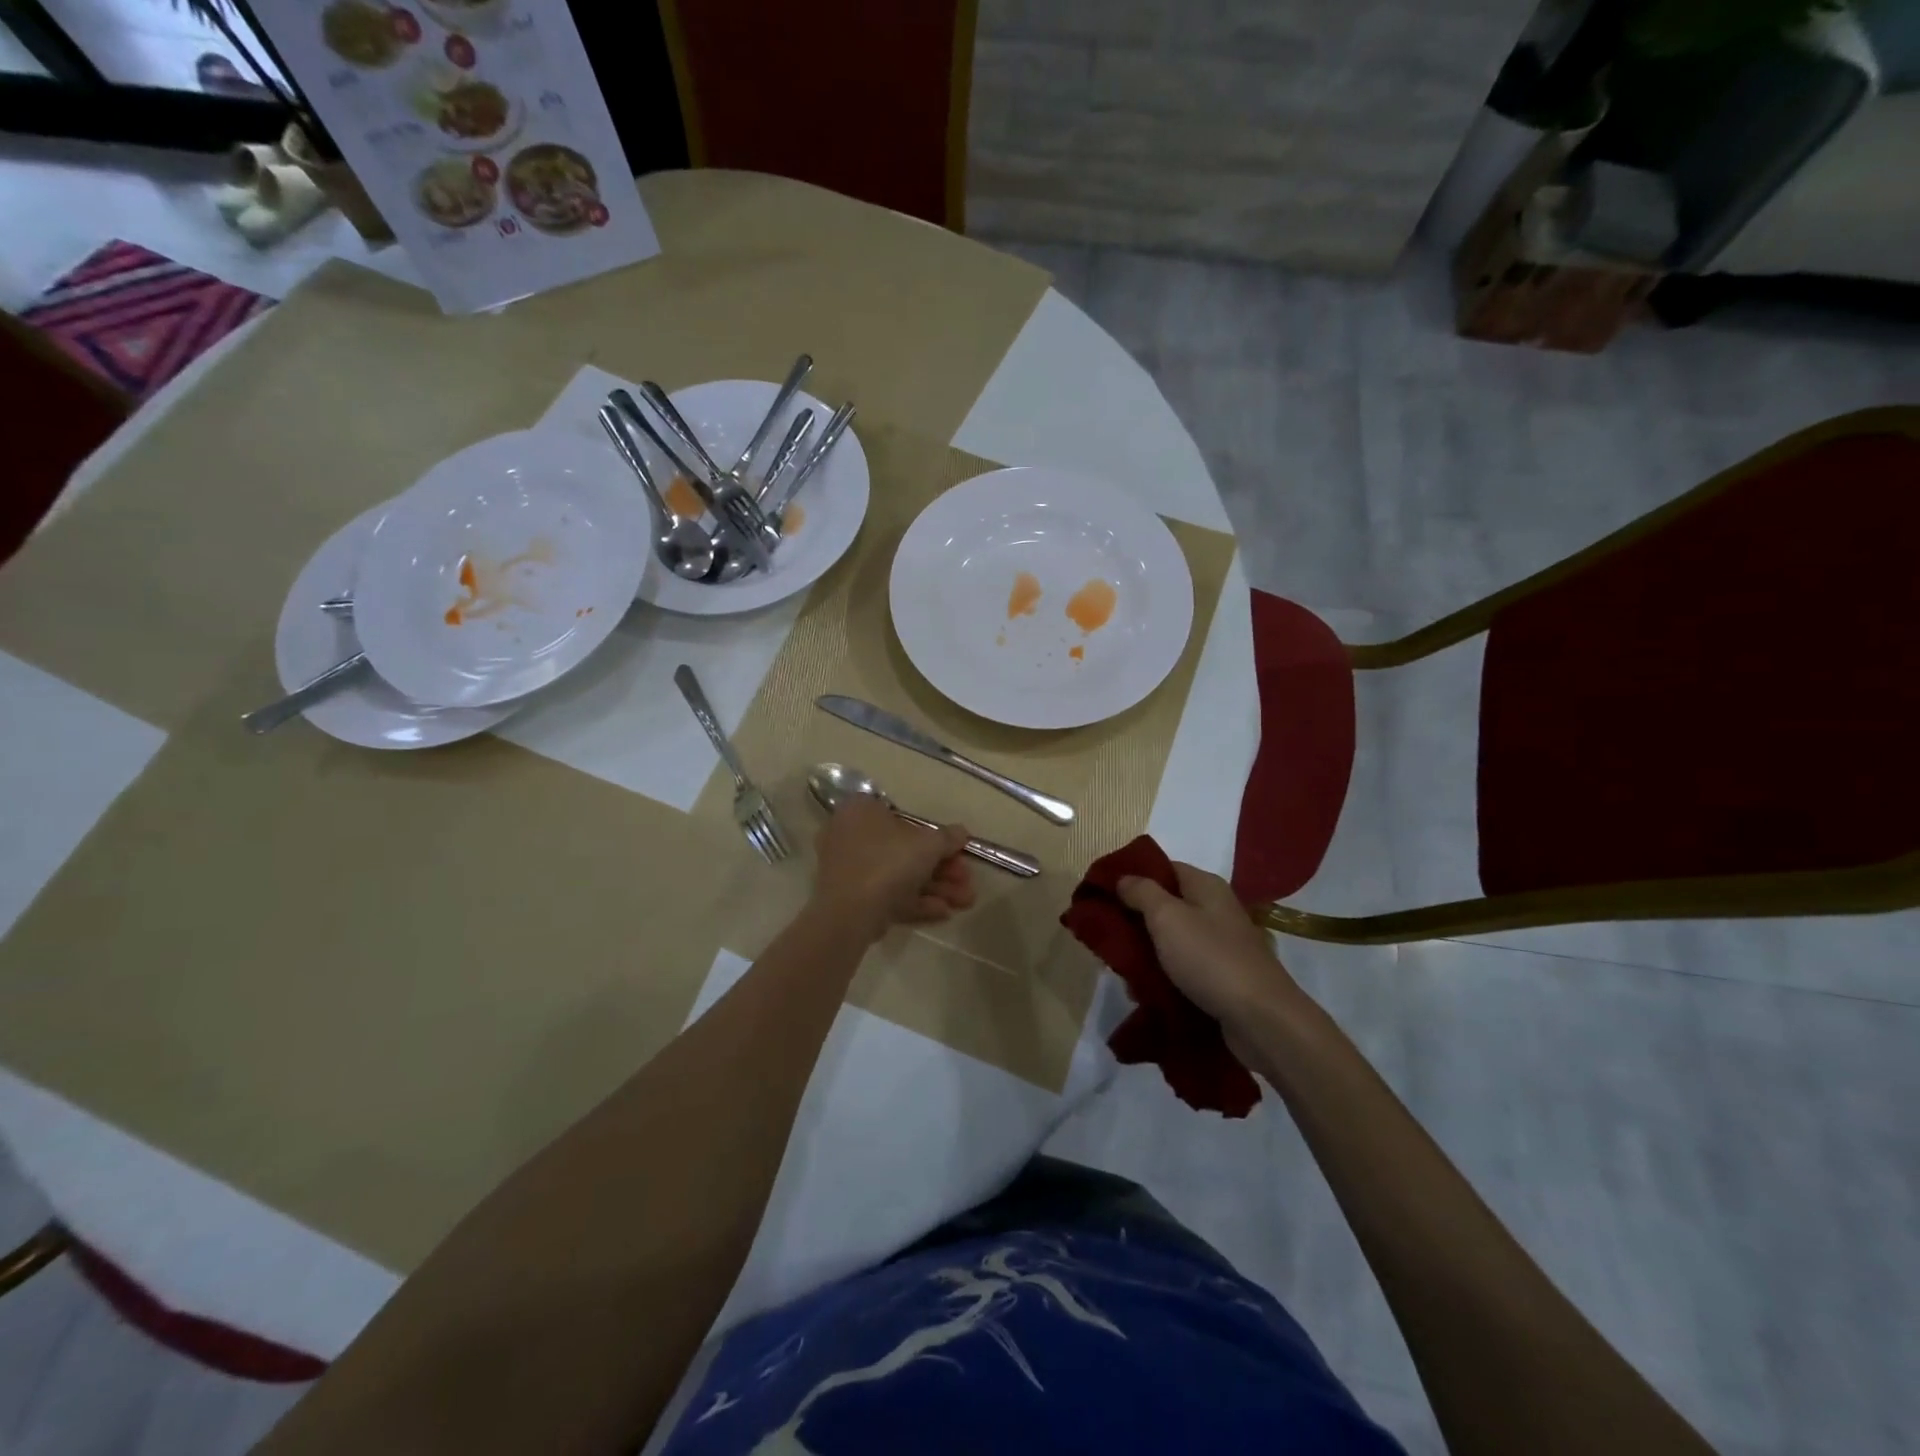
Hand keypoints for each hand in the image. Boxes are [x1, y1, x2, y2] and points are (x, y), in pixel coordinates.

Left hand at [814, 796, 975, 940]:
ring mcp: (848, 870)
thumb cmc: (889, 862)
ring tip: (965, 902)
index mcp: (862, 811)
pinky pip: (887, 895)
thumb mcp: (928, 844)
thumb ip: (948, 837)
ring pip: (899, 876)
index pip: (904, 818)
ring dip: (936, 888)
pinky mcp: (850, 899)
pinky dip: (915, 902)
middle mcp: (850, 835)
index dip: (936, 837)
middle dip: (942, 869)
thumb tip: (961, 833)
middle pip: (905, 851)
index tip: (958, 852)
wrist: (849, 912)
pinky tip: (944, 912)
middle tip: (967, 881)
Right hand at [1116, 863, 1303, 1034]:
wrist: (1261, 1020)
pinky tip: (1143, 990)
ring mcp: (1221, 944)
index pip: (1163, 868)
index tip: (1102, 892)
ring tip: (1120, 966)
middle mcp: (1215, 910)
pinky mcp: (1222, 976)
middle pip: (1166, 904)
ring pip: (1172, 939)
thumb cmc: (1210, 958)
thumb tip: (1124, 878)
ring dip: (1146, 951)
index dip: (1133, 876)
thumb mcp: (1167, 917)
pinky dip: (1163, 975)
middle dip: (1135, 918)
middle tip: (1106, 933)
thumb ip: (1141, 892)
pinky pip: (1183, 968)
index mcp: (1205, 887)